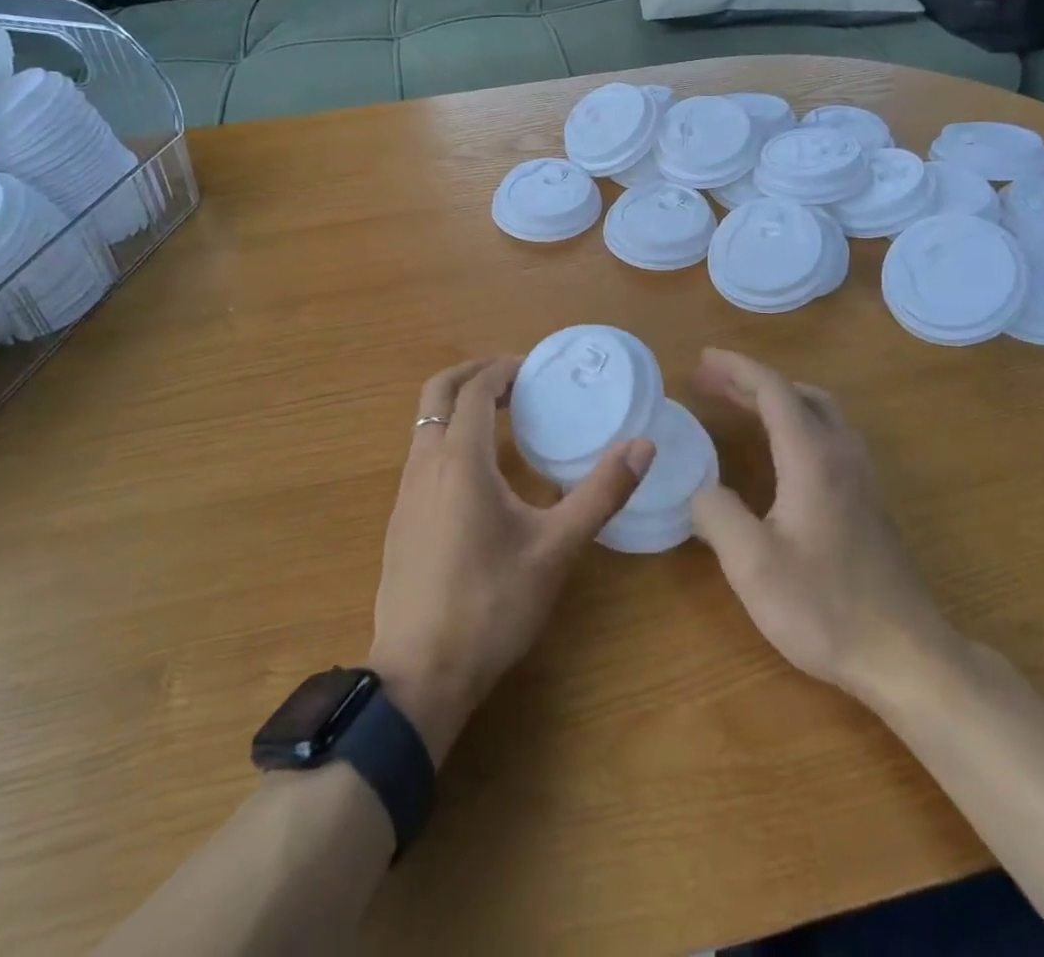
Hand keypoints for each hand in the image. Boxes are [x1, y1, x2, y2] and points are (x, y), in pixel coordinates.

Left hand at [369, 357, 654, 764]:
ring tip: (502, 418)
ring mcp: (406, 492)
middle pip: (438, 392)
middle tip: (514, 380)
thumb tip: (643, 446)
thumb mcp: (556, 549)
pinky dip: (448, 436)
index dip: (503, 370)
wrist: (419, 674)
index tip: (534, 368)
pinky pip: (422, 453)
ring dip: (459, 406)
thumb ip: (600, 494)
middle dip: (473, 374)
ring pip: (425, 423)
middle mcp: (425, 464)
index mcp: (460, 460)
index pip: (475, 390)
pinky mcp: (400, 519)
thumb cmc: (491, 605)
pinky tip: (479, 473)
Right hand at [689, 349, 956, 699]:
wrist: (906, 655)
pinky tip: (780, 451)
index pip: (773, 390)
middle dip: (751, 380)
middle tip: (709, 381)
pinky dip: (796, 422)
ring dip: (778, 399)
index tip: (701, 360)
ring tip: (740, 405)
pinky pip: (830, 436)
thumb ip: (716, 516)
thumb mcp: (753, 565)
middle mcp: (842, 455)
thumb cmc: (825, 607)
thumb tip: (701, 490)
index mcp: (813, 459)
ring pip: (820, 413)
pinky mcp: (869, 501)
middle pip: (798, 394)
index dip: (736, 369)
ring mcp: (862, 478)